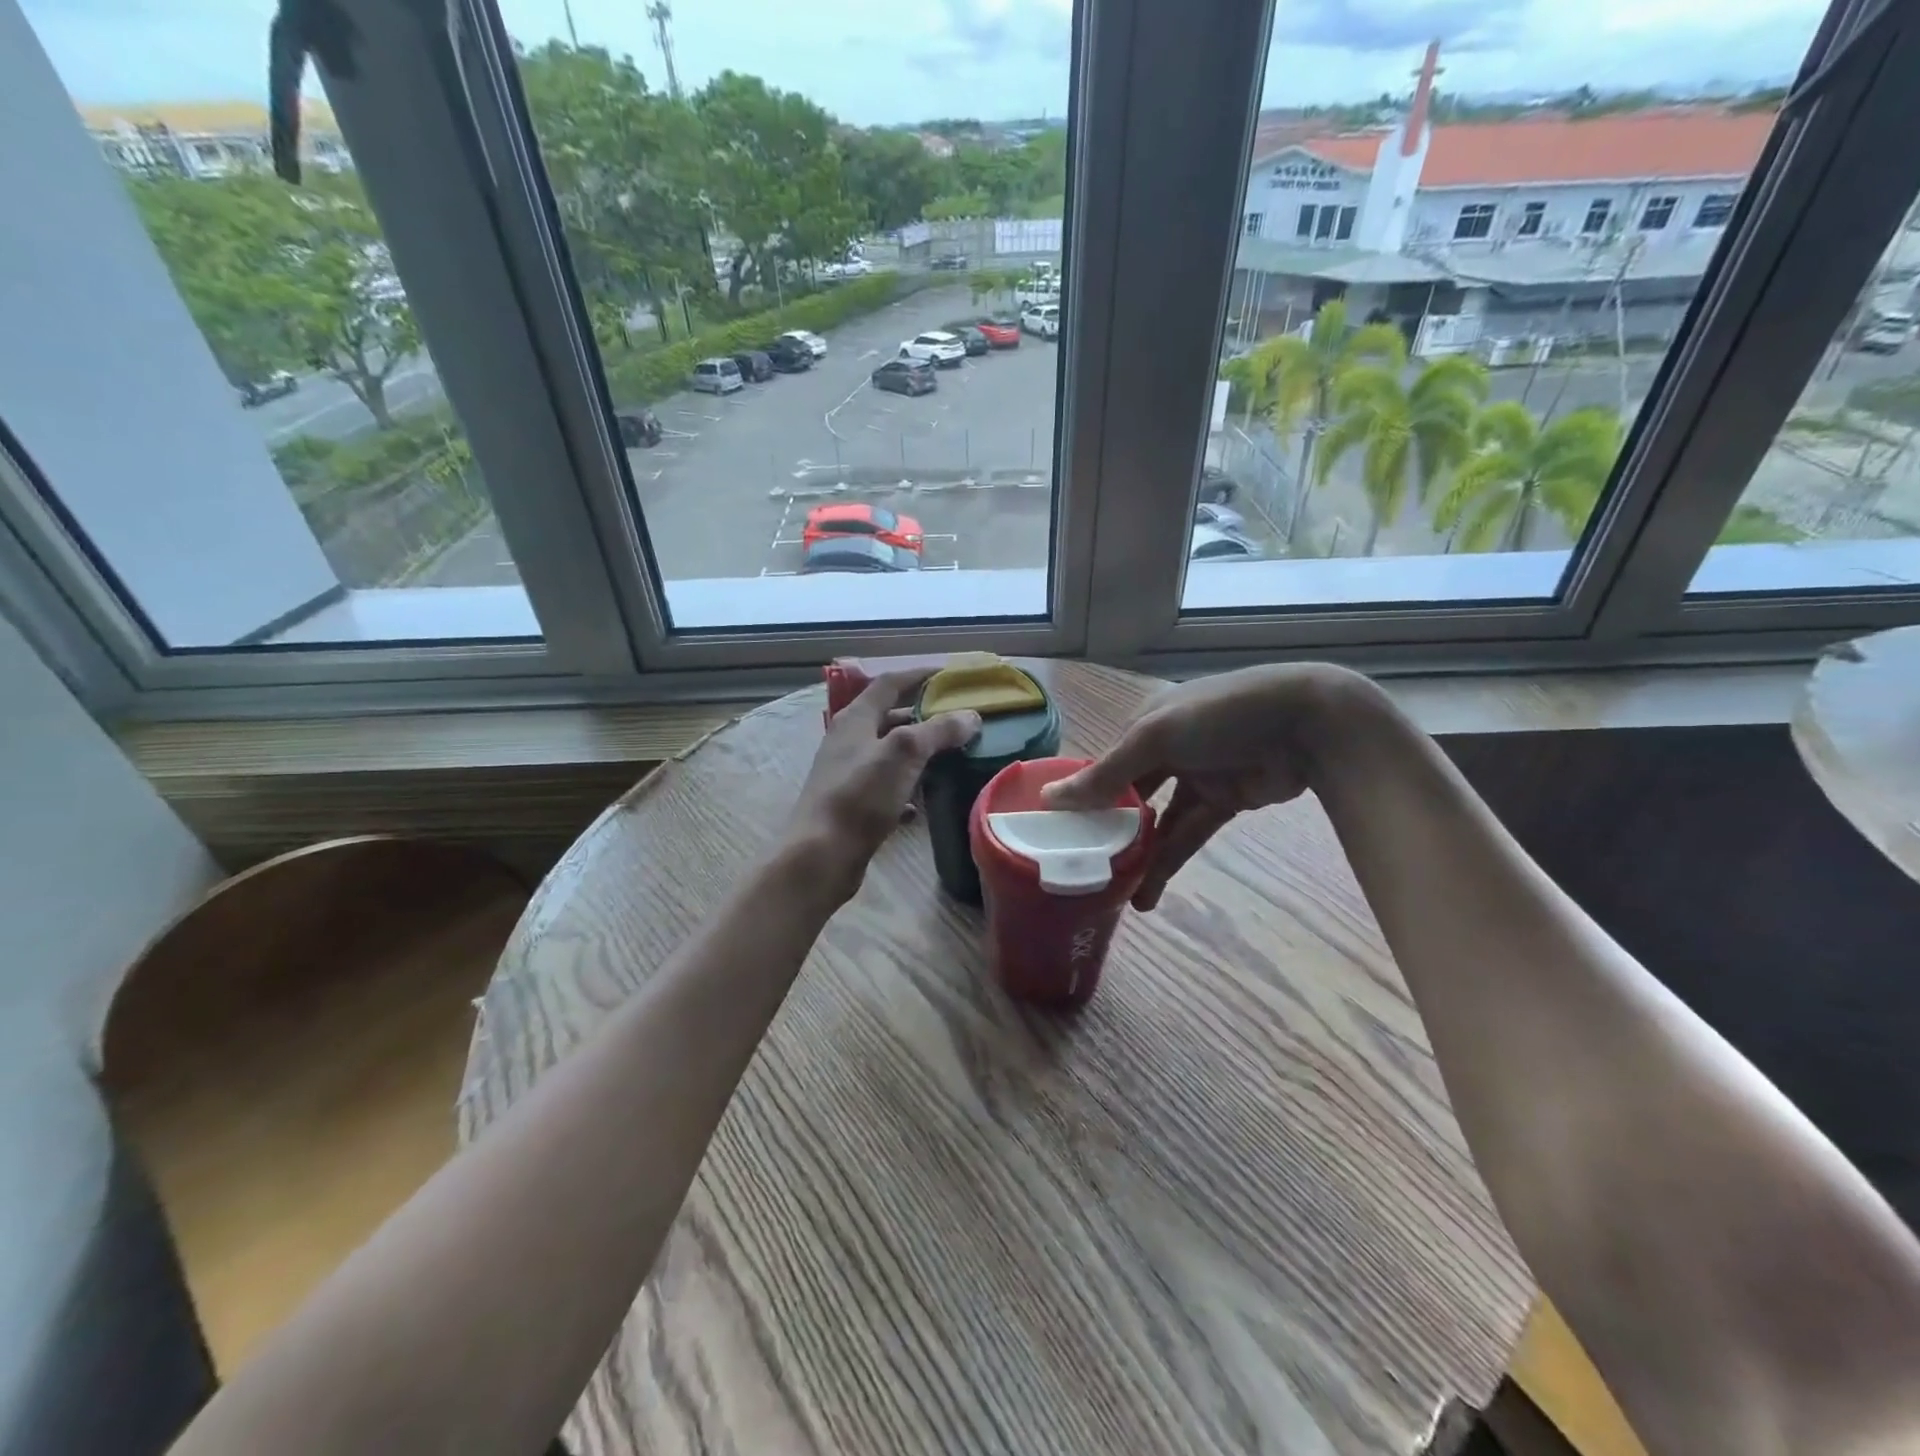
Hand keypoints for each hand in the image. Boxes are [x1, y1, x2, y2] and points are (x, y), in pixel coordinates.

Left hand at [787, 669, 980, 902]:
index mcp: (855, 719)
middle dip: (923, 717)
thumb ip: (938, 730)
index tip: (950, 676)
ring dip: (918, 755)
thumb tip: (971, 716)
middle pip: (890, 718)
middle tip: (958, 720)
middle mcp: (848, 741)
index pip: (889, 683)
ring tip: (951, 759)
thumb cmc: (860, 795)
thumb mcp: (904, 753)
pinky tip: (923, 804)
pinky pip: (885, 790)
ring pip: (889, 755)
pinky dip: (906, 791)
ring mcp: (848, 775)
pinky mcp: (852, 806)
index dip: (919, 675)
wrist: (821, 856)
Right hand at [1043, 664, 1384, 909]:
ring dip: (1138, 855)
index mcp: (1145, 724)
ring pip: (1157, 821)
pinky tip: (1146, 894)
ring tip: (1111, 895)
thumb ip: (1106, 774)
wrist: (1310, 724)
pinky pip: (1188, 834)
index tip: (1058, 834)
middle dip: (1108, 831)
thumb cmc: (1220, 716)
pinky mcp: (1224, 802)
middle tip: (1082, 869)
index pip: (1104, 765)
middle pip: (1128, 796)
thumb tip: (1050, 799)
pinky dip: (1168, 862)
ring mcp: (1197, 776)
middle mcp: (1166, 749)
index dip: (1082, 799)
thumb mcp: (1155, 738)